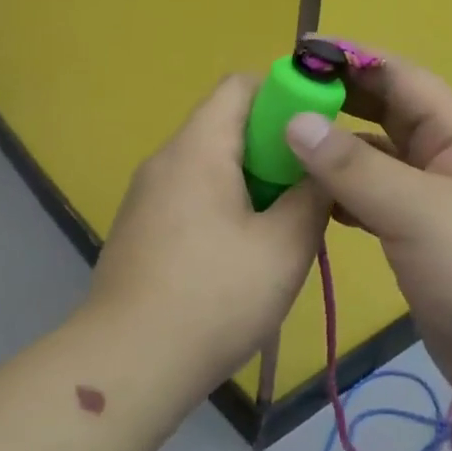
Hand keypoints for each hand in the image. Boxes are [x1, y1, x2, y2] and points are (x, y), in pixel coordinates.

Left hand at [89, 74, 329, 383]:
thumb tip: (323, 166)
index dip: (286, 95)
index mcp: (198, 148)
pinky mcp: (142, 230)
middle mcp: (165, 160)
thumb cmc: (214, 297)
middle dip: (276, 148)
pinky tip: (244, 255)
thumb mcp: (285, 245)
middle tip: (311, 189)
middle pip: (226, 125)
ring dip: (253, 183)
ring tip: (284, 226)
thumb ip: (313, 194)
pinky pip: (193, 196)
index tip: (318, 133)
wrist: (128, 365)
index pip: (240, 85)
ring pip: (212, 165)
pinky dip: (226, 207)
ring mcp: (147, 197)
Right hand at [283, 56, 451, 419]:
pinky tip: (308, 201)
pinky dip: (341, 196)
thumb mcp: (418, 210)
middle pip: (385, 115)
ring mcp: (430, 203)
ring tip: (281, 146)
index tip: (299, 52)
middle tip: (280, 98)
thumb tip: (295, 121)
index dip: (353, 60)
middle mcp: (444, 160)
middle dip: (338, 102)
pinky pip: (371, 202)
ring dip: (334, 152)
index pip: (401, 78)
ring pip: (374, 162)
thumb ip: (354, 167)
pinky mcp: (416, 240)